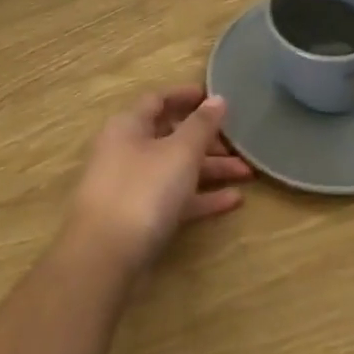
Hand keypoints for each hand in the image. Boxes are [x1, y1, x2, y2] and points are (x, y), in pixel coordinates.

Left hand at [67, 87, 252, 273]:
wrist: (105, 257)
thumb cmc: (143, 190)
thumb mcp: (179, 152)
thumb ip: (201, 125)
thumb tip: (217, 99)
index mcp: (129, 126)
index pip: (158, 100)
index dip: (186, 96)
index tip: (215, 97)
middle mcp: (127, 151)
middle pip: (170, 136)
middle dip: (207, 139)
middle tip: (240, 142)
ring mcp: (132, 187)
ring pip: (176, 169)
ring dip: (210, 169)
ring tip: (247, 173)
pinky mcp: (139, 219)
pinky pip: (175, 199)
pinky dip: (201, 198)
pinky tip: (233, 201)